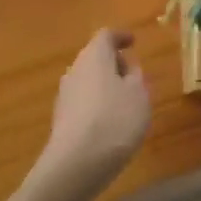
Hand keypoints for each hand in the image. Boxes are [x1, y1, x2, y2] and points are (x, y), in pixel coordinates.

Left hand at [36, 29, 151, 200]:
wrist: (75, 164)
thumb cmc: (114, 120)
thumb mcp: (138, 95)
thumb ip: (135, 76)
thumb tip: (127, 67)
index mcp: (94, 55)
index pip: (106, 36)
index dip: (121, 37)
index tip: (133, 42)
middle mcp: (75, 69)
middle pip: (95, 57)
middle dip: (114, 63)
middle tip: (133, 75)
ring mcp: (65, 94)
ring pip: (89, 80)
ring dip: (105, 86)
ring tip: (125, 103)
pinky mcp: (61, 119)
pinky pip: (83, 101)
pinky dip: (97, 105)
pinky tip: (109, 124)